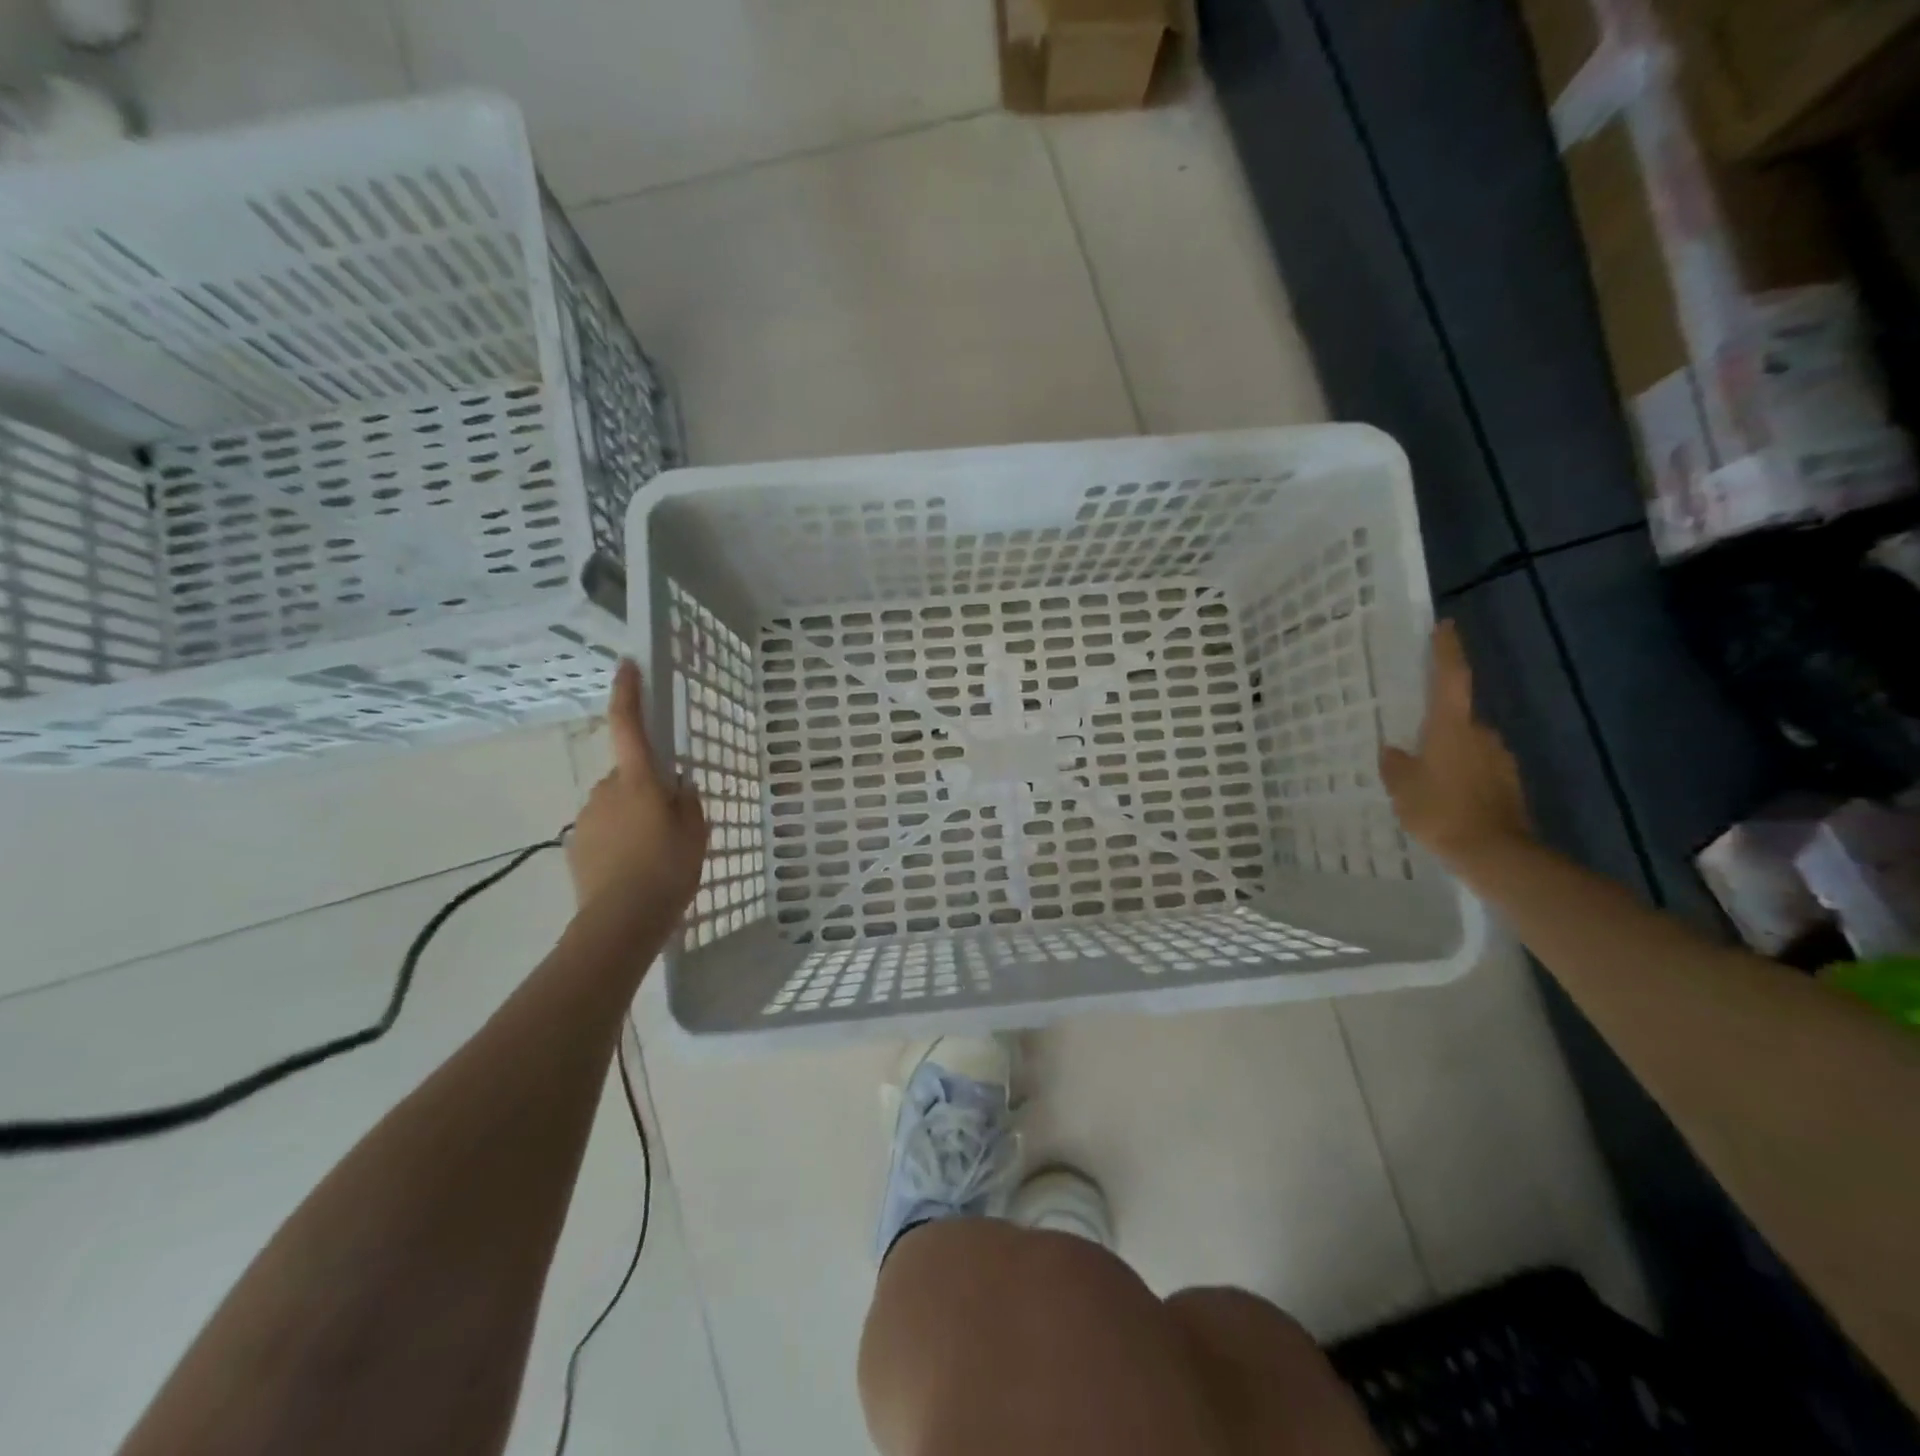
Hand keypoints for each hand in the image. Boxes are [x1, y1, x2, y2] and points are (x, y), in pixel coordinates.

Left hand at [567, 660, 708, 918]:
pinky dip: (618, 840)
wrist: (621, 921)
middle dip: (646, 789)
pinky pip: (604, 830)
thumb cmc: (668, 870)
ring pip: (616, 805)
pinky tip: (632, 869)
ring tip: (652, 855)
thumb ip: (689, 802)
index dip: (628, 693)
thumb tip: (678, 787)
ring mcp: (587, 817)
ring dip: (632, 818)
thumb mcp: (696, 833)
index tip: (626, 665)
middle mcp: (606, 790)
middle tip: (670, 823)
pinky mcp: (576, 845)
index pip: (629, 725)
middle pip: (628, 775)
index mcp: (639, 781)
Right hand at [1380, 620, 1530, 868]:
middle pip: (1458, 718)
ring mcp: (1500, 759)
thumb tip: (1393, 749)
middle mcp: (1481, 734)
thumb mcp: (1402, 787)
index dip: (1447, 650)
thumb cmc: (1440, 810)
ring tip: (1427, 778)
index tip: (1445, 626)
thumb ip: (1395, 764)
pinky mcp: (1509, 785)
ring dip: (1451, 755)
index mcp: (1452, 727)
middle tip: (1413, 741)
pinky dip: (1464, 777)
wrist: (1494, 853)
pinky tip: (1447, 798)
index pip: (1451, 677)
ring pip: (1469, 746)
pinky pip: (1479, 770)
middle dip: (1439, 726)